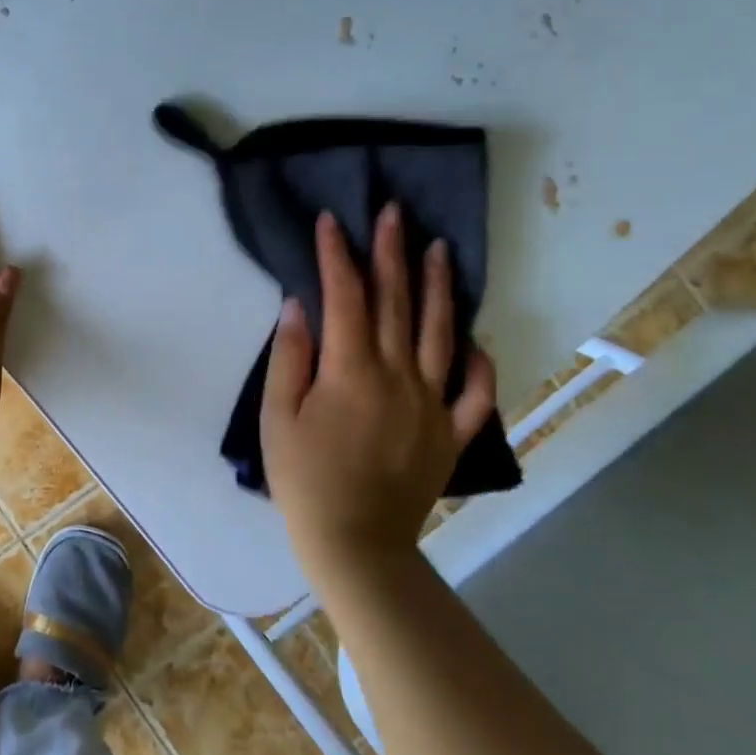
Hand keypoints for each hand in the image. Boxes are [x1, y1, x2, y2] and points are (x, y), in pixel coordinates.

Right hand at [261, 203, 497, 569]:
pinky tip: (472, 339)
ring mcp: (433, 404)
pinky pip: (475, 392)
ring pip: (442, 334)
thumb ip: (290, 357)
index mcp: (351, 371)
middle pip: (398, 304)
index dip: (337, 256)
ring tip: (440, 249)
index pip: (346, 298)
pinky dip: (477, 362)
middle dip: (392, 253)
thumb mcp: (277, 416)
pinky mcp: (451, 433)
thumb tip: (299, 306)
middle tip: (394, 212)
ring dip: (439, 288)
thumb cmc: (303, 477)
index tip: (332, 221)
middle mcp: (399, 377)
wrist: (355, 542)